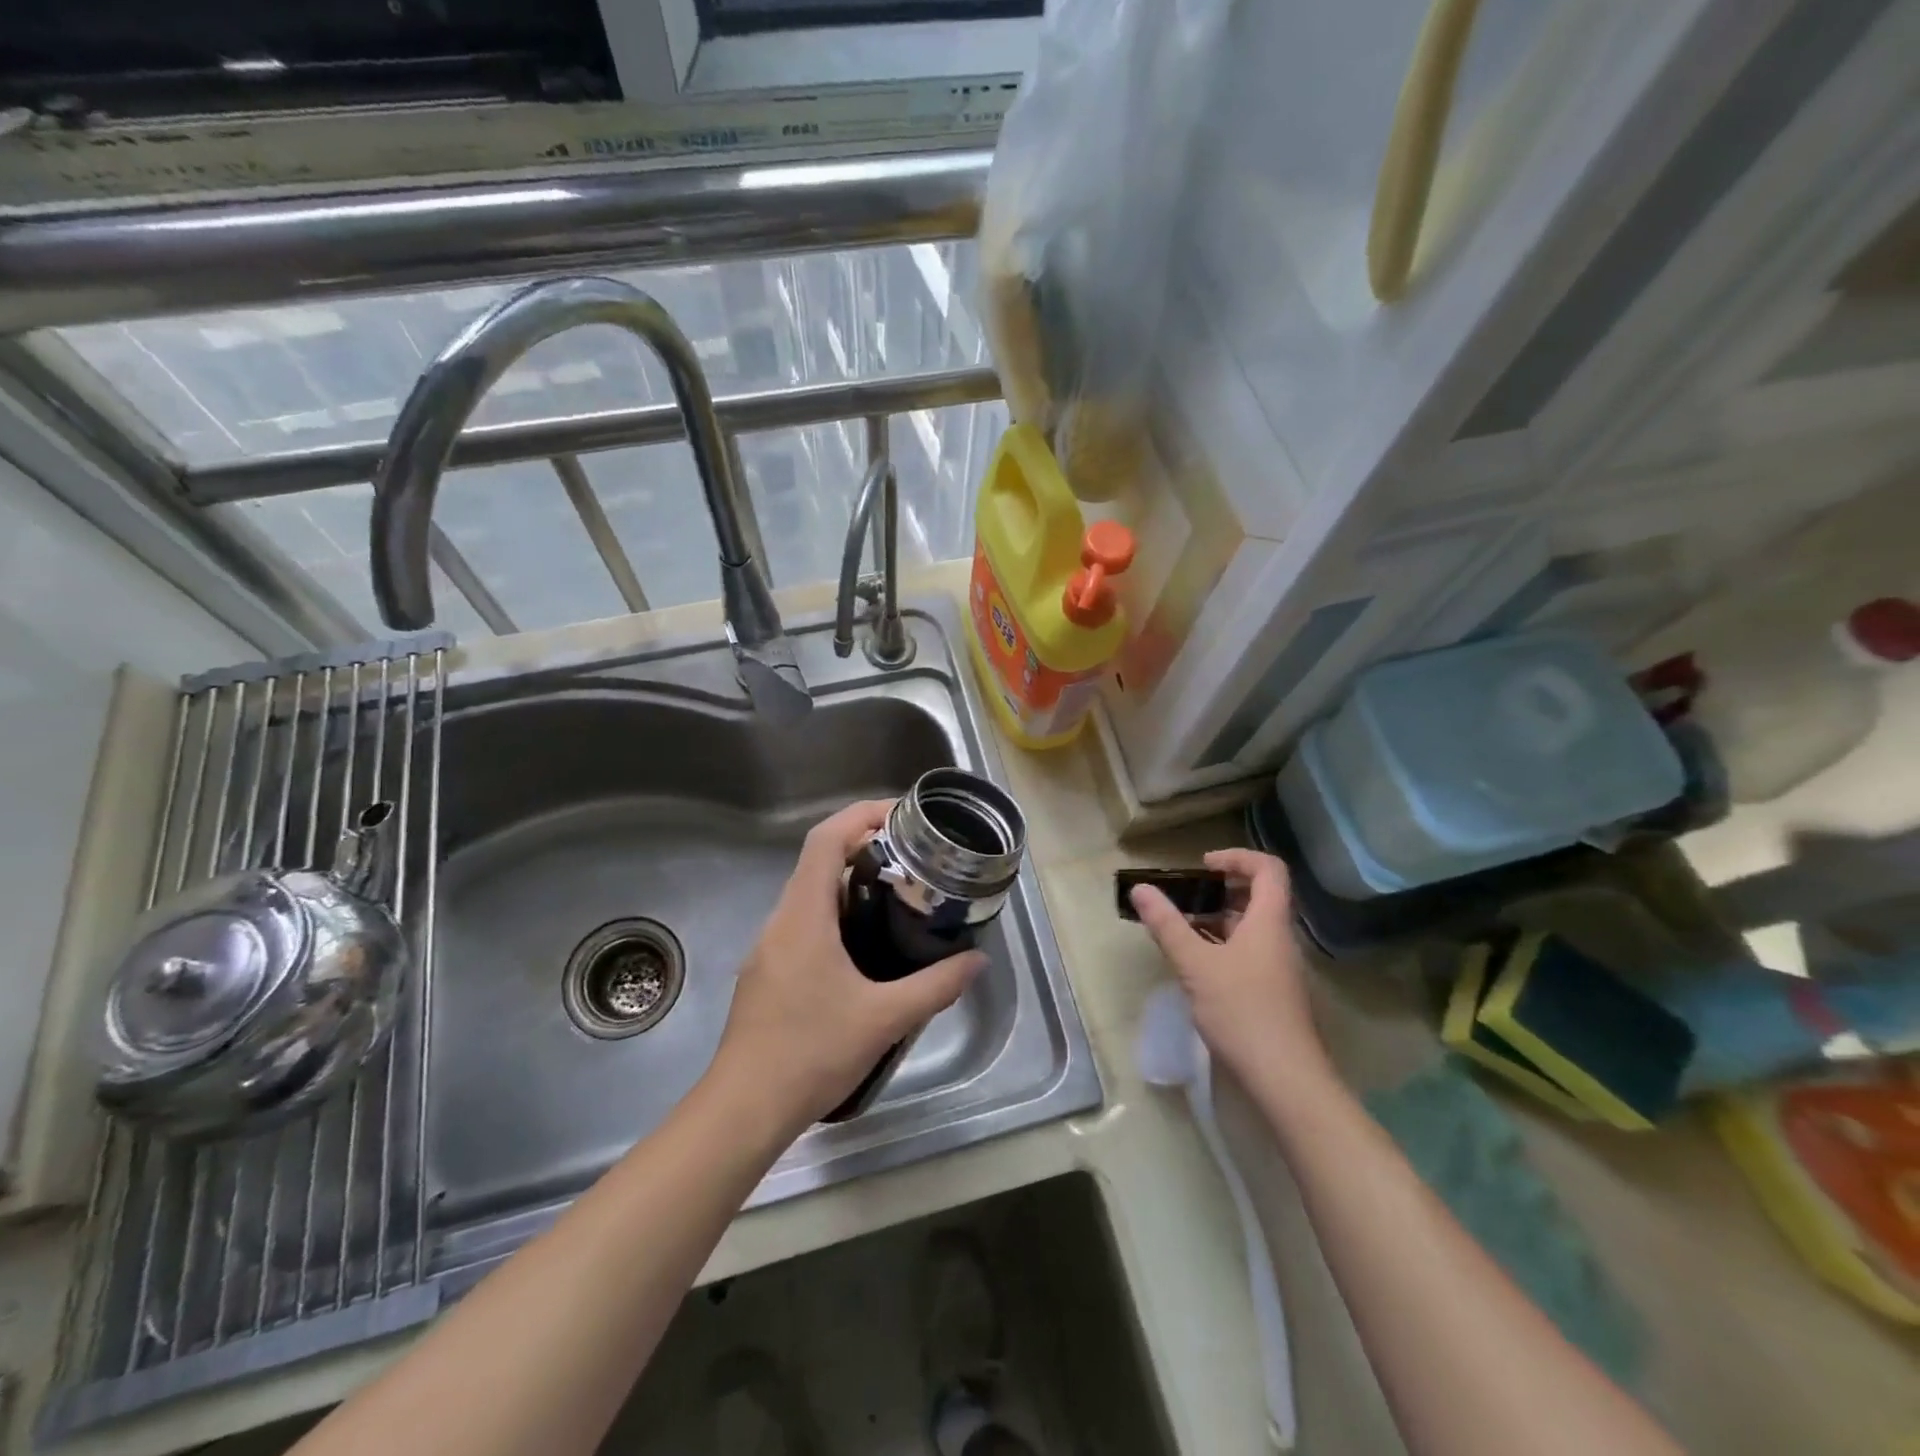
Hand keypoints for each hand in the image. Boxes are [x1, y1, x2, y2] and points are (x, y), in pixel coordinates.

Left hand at [708, 799, 987, 1135]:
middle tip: (913, 858)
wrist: (743, 1109)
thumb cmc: (809, 1054)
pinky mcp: (768, 972)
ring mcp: (769, 948)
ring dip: (852, 885)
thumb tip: (976, 961)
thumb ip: (935, 987)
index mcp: (803, 917)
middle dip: (865, 848)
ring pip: (811, 895)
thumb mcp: (883, 1019)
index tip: (900, 816)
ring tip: (899, 896)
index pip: (825, 840)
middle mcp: (781, 922)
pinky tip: (866, 947)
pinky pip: (805, 924)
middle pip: (819, 862)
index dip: (861, 815)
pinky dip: (837, 916)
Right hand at [1128, 849, 1330, 1093]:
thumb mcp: (1196, 965)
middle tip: (1184, 897)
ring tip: (1179, 928)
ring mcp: (1279, 967)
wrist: (1285, 1079)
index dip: (1237, 857)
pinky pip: (1248, 952)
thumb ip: (1168, 925)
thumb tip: (1141, 889)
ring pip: (1250, 928)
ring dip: (1217, 920)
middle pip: (1258, 896)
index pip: (1268, 869)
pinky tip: (1195, 964)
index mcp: (1270, 922)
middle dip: (1219, 890)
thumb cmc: (1242, 1012)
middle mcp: (1279, 938)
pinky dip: (1222, 946)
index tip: (1203, 866)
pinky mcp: (1273, 992)